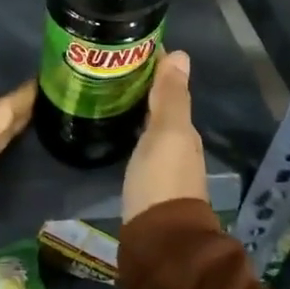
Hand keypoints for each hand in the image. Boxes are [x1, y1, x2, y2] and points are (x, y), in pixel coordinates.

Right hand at [122, 51, 208, 223]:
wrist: (159, 240)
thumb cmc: (161, 180)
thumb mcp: (166, 133)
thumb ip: (170, 97)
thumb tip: (181, 54)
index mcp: (185, 130)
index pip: (170, 88)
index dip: (154, 67)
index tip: (128, 48)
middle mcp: (179, 146)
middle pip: (161, 108)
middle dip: (141, 87)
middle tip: (109, 69)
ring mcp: (164, 166)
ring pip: (150, 127)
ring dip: (135, 110)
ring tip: (105, 94)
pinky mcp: (147, 183)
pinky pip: (140, 146)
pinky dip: (131, 132)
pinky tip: (114, 130)